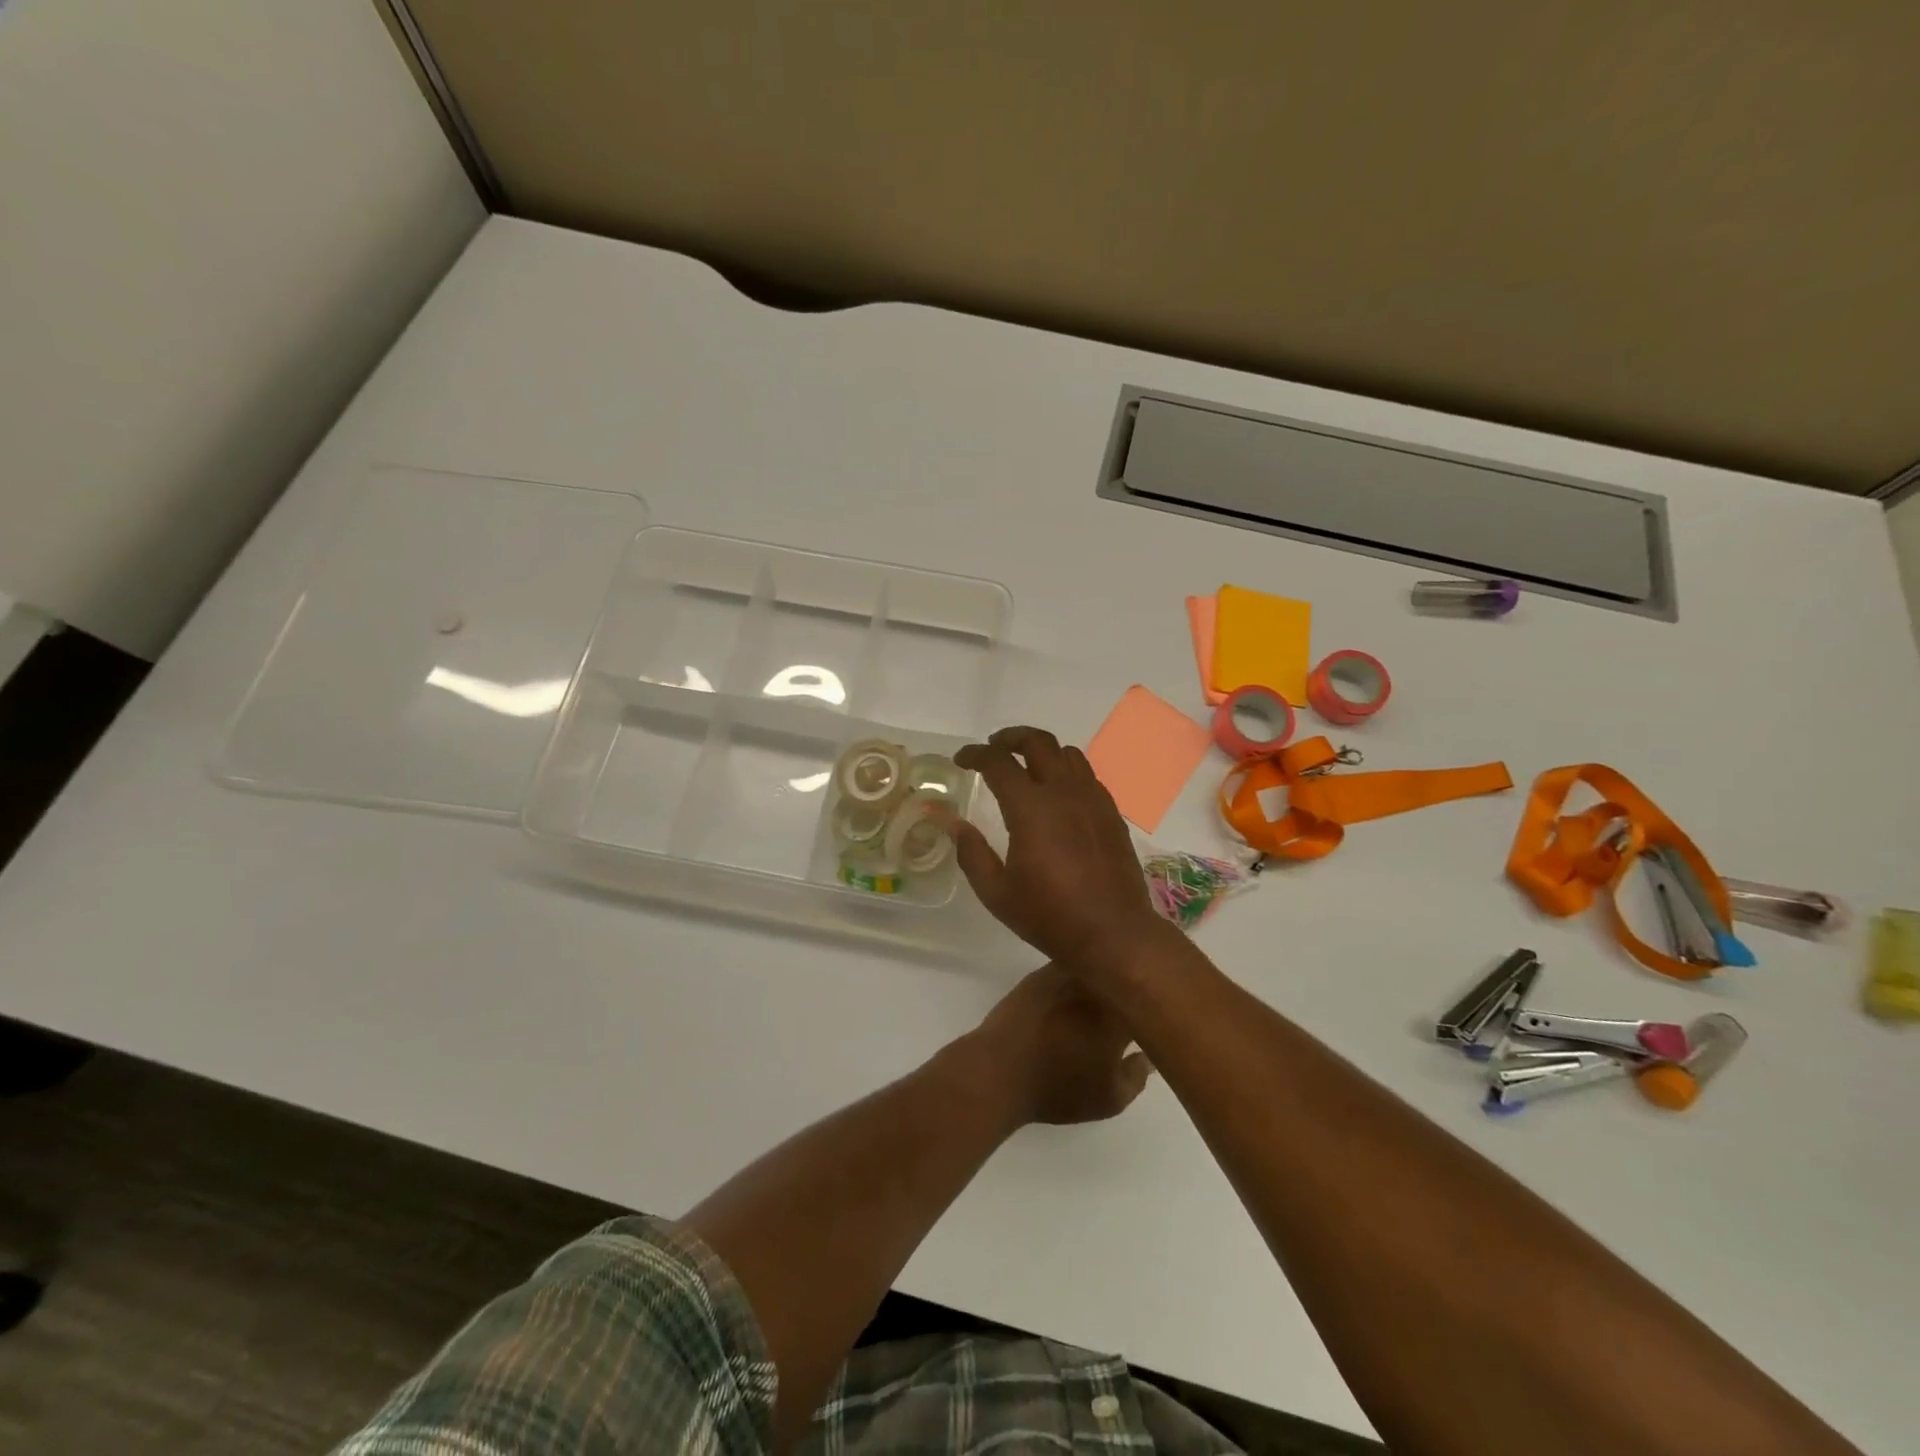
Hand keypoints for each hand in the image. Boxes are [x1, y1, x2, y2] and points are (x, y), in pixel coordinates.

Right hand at [951, 726, 1161, 970]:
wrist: (1114, 933)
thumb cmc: (1050, 916)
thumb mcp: (997, 893)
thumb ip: (972, 854)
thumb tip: (956, 825)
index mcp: (1030, 808)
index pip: (998, 762)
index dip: (975, 754)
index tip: (962, 759)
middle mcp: (1063, 792)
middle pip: (1038, 742)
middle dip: (1010, 737)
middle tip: (993, 748)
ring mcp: (1092, 800)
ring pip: (1068, 753)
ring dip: (1042, 750)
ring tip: (1026, 765)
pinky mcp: (1111, 813)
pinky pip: (1087, 775)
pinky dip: (1066, 771)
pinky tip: (1058, 793)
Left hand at [959, 964, 1153, 1127]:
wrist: (1000, 1070)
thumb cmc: (1059, 1088)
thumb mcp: (1110, 1099)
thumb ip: (1137, 1075)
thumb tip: (1149, 1054)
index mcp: (1119, 1013)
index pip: (1151, 998)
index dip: (1158, 1005)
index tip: (1159, 1013)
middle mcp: (1095, 985)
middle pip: (1124, 975)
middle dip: (1132, 985)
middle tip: (1136, 999)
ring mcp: (1065, 974)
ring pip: (1096, 965)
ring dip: (1105, 975)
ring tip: (1109, 988)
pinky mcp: (1040, 974)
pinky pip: (1070, 966)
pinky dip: (1079, 974)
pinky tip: (1077, 989)